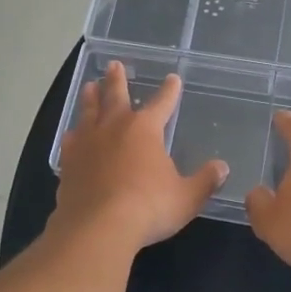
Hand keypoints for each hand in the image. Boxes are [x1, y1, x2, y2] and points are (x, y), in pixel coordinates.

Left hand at [53, 62, 226, 249]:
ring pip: (88, 111)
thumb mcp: (186, 197)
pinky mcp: (69, 162)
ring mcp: (87, 143)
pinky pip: (71, 141)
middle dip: (117, 79)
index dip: (169, 90)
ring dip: (91, 97)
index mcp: (145, 129)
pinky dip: (73, 134)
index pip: (162, 103)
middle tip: (114, 64)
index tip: (173, 78)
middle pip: (116, 96)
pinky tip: (72, 133)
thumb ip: (204, 181)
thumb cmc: (148, 207)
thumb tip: (222, 167)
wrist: (97, 227)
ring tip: (90, 86)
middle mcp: (114, 127)